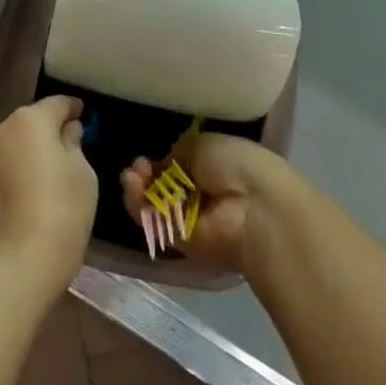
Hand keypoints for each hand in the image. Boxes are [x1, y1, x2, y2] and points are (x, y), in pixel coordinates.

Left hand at [0, 96, 98, 298]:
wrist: (17, 261)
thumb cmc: (61, 209)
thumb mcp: (82, 172)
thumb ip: (74, 144)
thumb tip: (67, 131)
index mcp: (29, 119)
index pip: (58, 103)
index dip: (73, 109)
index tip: (84, 116)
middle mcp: (1, 129)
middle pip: (32, 121)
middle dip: (50, 129)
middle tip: (72, 144)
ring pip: (17, 142)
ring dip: (33, 150)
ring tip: (55, 168)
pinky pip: (7, 163)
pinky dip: (21, 167)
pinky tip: (36, 185)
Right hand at [122, 133, 287, 273]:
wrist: (255, 209)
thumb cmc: (237, 165)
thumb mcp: (205, 143)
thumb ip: (180, 151)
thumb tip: (166, 163)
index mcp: (214, 168)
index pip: (179, 165)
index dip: (162, 159)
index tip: (150, 153)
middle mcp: (201, 195)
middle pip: (162, 185)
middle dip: (146, 173)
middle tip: (139, 165)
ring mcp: (189, 219)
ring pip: (152, 203)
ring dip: (137, 187)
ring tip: (132, 175)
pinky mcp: (178, 241)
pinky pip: (151, 221)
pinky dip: (136, 204)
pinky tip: (131, 185)